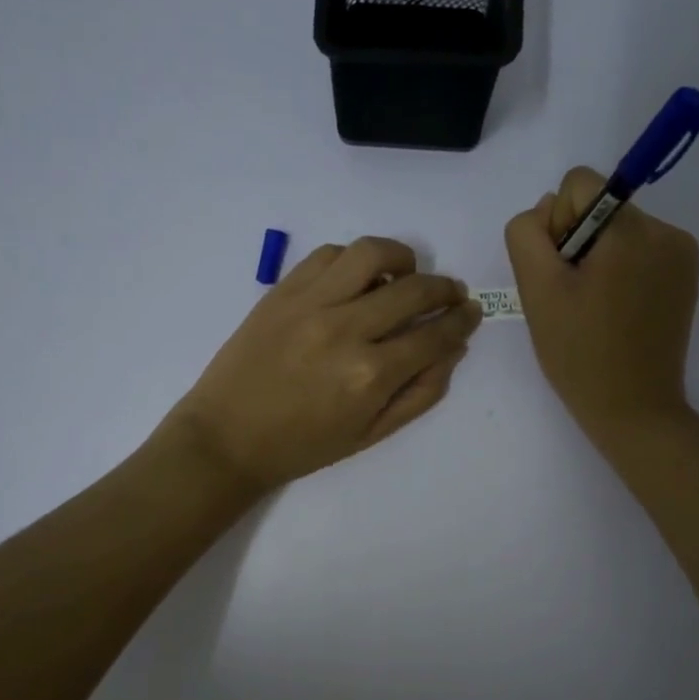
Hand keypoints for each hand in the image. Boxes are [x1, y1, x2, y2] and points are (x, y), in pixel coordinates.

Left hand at [164, 237, 482, 491]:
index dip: (462, 320)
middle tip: (451, 293)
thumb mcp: (372, 434)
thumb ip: (420, 392)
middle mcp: (346, 329)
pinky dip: (354, 259)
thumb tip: (453, 349)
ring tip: (407, 273)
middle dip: (445, 288)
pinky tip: (358, 278)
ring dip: (403, 258)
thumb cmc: (303, 445)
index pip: (435, 334)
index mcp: (371, 375)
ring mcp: (311, 303)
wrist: (227, 437)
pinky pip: (328, 254)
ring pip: (372, 253)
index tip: (471, 311)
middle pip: (414, 289)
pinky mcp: (282, 290)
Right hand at [505, 167, 698, 440]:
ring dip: (598, 257)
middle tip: (574, 297)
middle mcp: (665, 231)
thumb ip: (529, 233)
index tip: (561, 272)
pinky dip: (622, 271)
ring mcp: (682, 255)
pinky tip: (616, 311)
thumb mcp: (537, 290)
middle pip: (600, 207)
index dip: (557, 224)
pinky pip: (641, 251)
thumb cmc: (579, 352)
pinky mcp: (686, 277)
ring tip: (594, 308)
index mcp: (630, 230)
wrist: (634, 408)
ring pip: (618, 229)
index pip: (579, 184)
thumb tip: (550, 208)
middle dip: (578, 242)